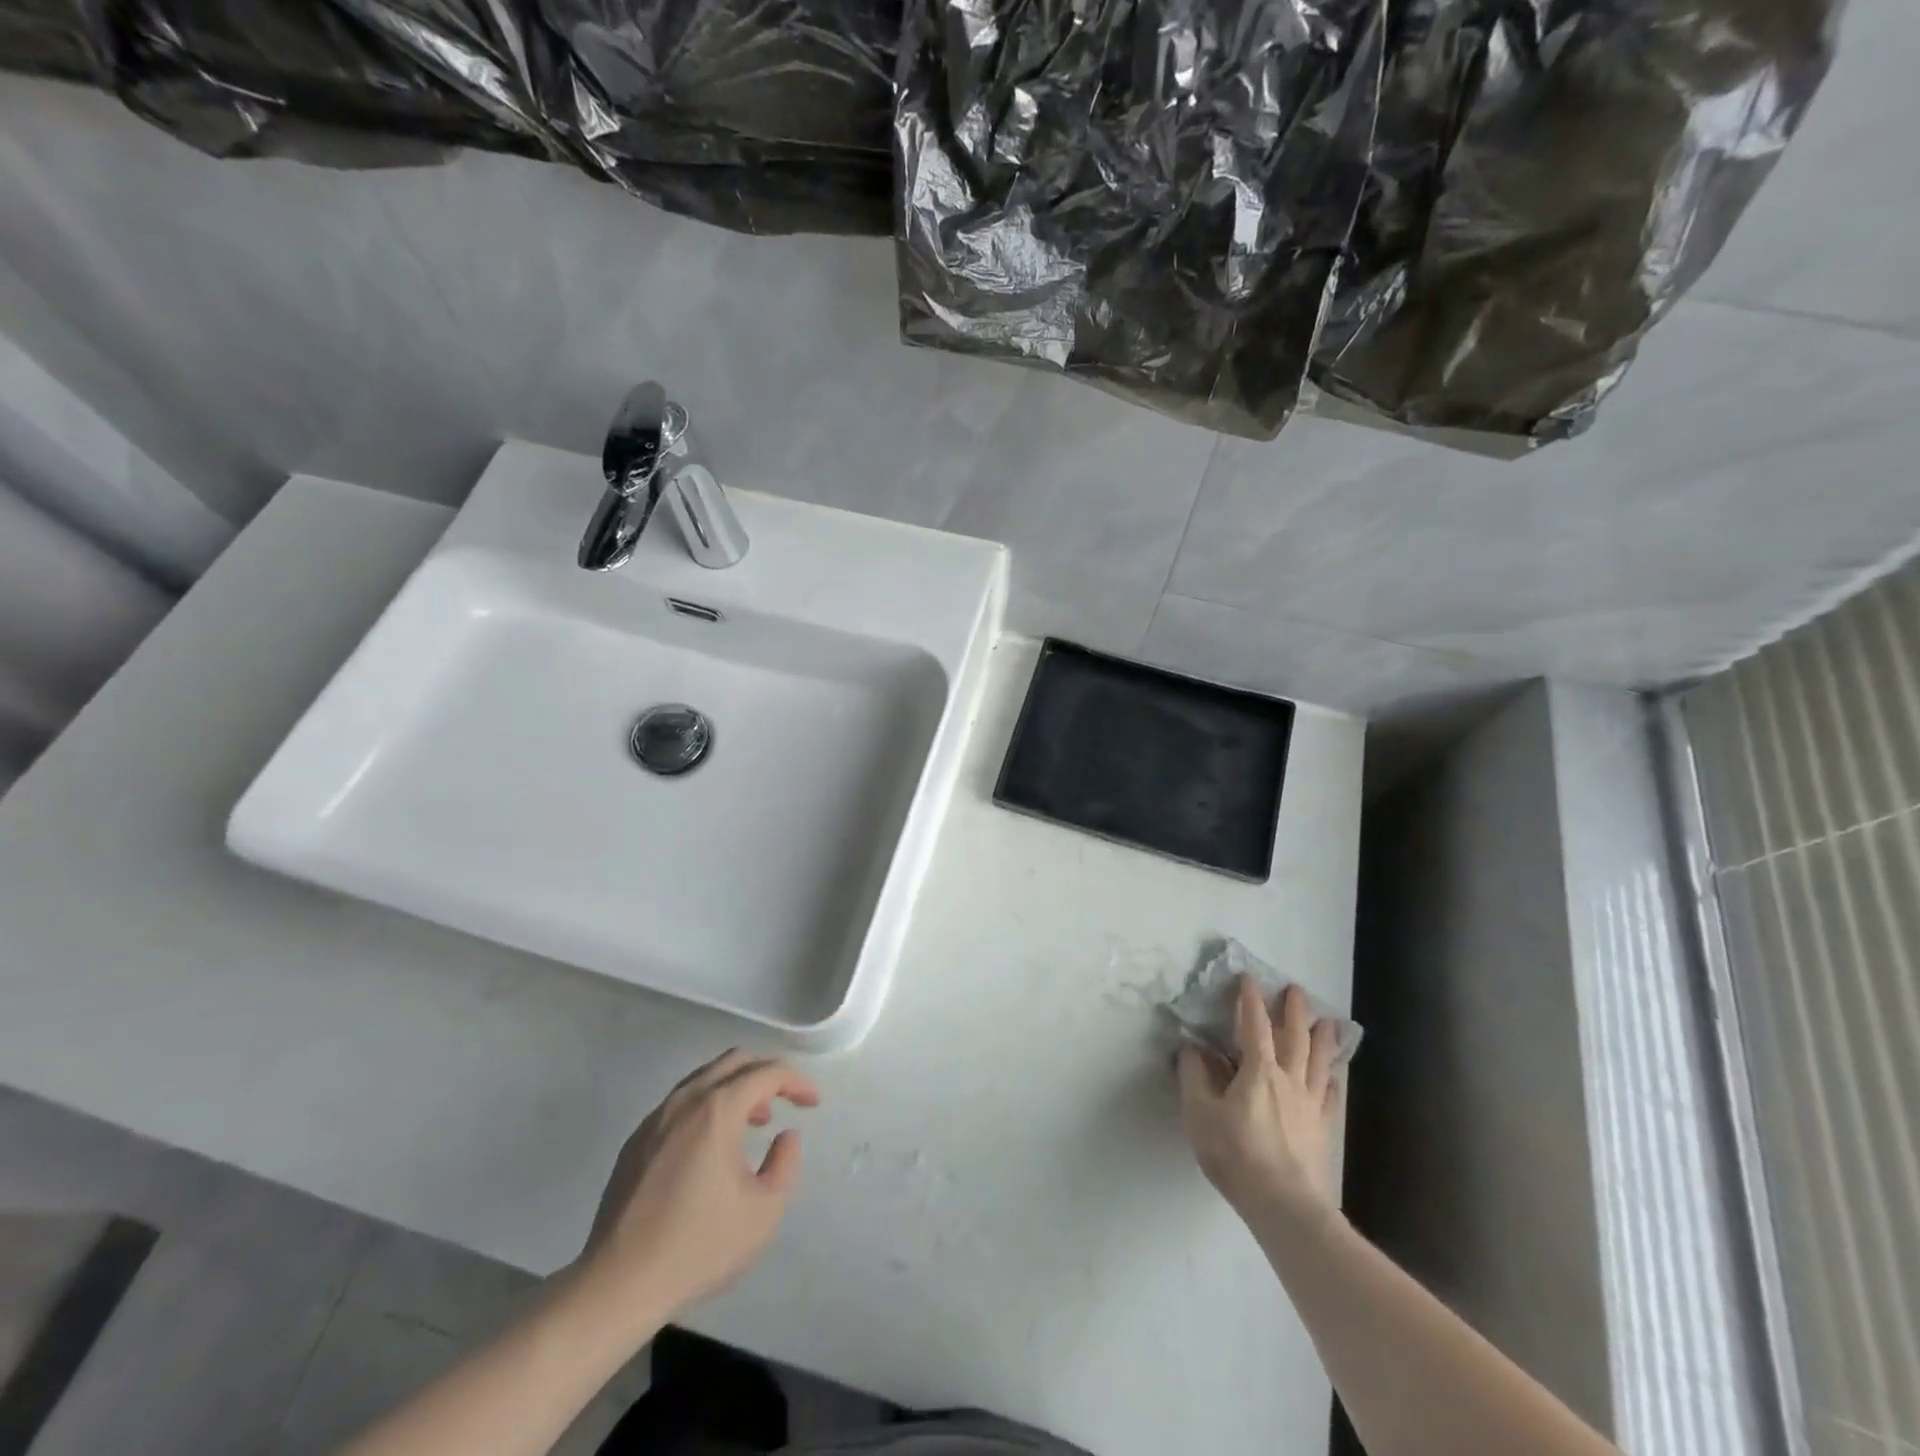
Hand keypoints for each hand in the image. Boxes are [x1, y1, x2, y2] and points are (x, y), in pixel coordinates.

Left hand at [577, 1049, 819, 1325]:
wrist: (618, 1284)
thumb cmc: (699, 1246)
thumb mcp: (764, 1211)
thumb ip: (785, 1164)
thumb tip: (785, 1136)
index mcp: (717, 1109)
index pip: (767, 1073)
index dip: (796, 1082)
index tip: (813, 1103)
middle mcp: (685, 1100)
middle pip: (734, 1061)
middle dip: (767, 1072)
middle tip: (786, 1099)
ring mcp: (655, 1119)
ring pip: (704, 1078)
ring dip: (736, 1087)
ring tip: (753, 1121)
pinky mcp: (635, 1141)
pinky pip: (680, 1102)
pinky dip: (708, 1105)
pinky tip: (712, 1144)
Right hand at [1176, 977, 1343, 1228]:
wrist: (1285, 1206)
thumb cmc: (1236, 1155)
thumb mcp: (1200, 1114)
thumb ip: (1193, 1077)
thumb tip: (1192, 1048)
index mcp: (1258, 1071)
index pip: (1255, 1025)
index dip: (1251, 1000)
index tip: (1249, 978)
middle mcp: (1289, 1080)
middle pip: (1295, 1037)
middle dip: (1294, 1011)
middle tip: (1297, 990)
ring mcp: (1310, 1105)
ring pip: (1319, 1062)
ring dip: (1323, 1039)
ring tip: (1328, 1022)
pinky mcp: (1323, 1130)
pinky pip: (1331, 1097)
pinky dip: (1332, 1081)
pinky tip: (1334, 1078)